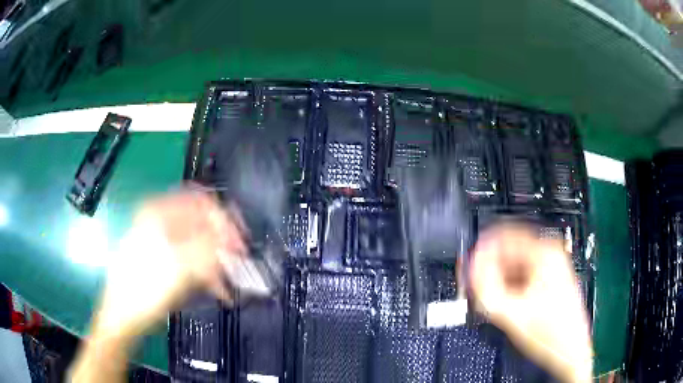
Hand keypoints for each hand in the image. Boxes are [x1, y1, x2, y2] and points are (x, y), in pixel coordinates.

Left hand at [71, 191, 245, 382]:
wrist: (123, 315)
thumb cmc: (144, 288)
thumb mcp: (179, 266)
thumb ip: (209, 248)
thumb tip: (232, 238)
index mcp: (158, 212)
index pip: (201, 202)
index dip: (224, 219)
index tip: (240, 240)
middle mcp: (159, 221)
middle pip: (200, 224)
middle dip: (222, 244)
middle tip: (239, 262)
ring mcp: (161, 242)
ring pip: (198, 244)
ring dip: (216, 262)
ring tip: (229, 282)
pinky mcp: (164, 260)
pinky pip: (191, 260)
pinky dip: (205, 272)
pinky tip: (217, 289)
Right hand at [469, 222, 592, 382]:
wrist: (570, 349)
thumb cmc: (549, 332)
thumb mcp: (511, 312)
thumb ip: (485, 286)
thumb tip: (470, 266)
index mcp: (545, 252)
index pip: (504, 235)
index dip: (481, 251)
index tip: (468, 266)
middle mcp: (551, 252)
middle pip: (510, 249)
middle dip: (490, 267)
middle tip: (475, 286)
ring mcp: (553, 264)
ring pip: (515, 262)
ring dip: (499, 277)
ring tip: (489, 297)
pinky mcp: (551, 277)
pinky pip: (523, 273)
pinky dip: (510, 283)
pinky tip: (503, 300)